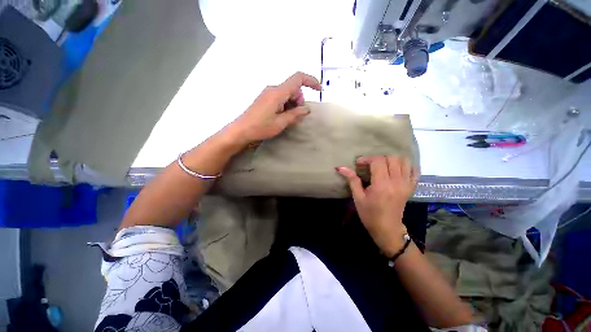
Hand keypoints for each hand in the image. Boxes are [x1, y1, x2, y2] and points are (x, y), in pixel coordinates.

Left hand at [229, 72, 320, 145]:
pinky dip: (286, 105)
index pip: (297, 78)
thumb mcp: (281, 123)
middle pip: (293, 88)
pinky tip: (282, 116)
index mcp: (278, 93)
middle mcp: (273, 89)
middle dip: (299, 100)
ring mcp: (268, 93)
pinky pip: (280, 98)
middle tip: (296, 116)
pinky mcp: (265, 98)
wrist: (241, 130)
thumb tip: (307, 109)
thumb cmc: (261, 127)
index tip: (319, 90)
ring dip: (292, 104)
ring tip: (287, 119)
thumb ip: (295, 114)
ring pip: (287, 94)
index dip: (310, 81)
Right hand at [337, 156, 416, 256]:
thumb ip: (352, 180)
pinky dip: (406, 166)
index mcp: (382, 184)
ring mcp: (406, 184)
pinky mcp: (411, 187)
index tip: (359, 164)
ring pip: (404, 161)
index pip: (377, 161)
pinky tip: (396, 170)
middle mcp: (396, 182)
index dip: (367, 159)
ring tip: (382, 166)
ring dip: (392, 160)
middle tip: (369, 165)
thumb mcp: (358, 197)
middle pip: (391, 158)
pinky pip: (414, 171)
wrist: (387, 229)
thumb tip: (340, 167)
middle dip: (378, 159)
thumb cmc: (369, 214)